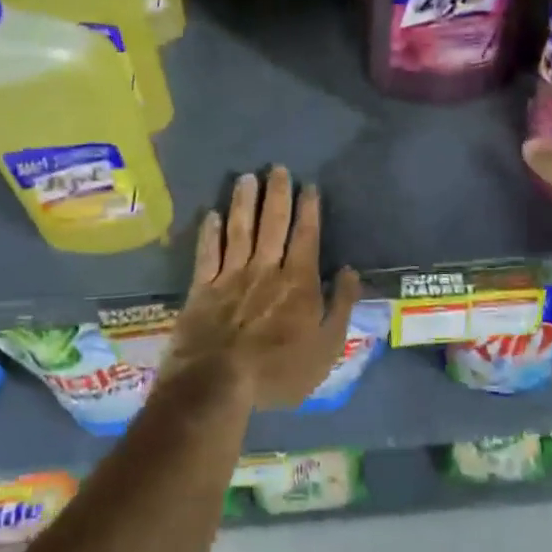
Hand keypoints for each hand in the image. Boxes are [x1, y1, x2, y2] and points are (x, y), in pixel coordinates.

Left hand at [164, 167, 362, 411]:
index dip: (308, 209)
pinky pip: (207, 253)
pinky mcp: (201, 288)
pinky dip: (209, 232)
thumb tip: (349, 271)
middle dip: (277, 194)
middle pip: (273, 224)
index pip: (306, 236)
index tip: (309, 186)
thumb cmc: (279, 371)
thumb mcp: (327, 348)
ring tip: (246, 178)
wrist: (217, 384)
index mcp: (298, 282)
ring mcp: (230, 276)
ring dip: (243, 202)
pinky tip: (211, 214)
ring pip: (239, 230)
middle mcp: (265, 270)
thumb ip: (341, 306)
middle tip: (278, 168)